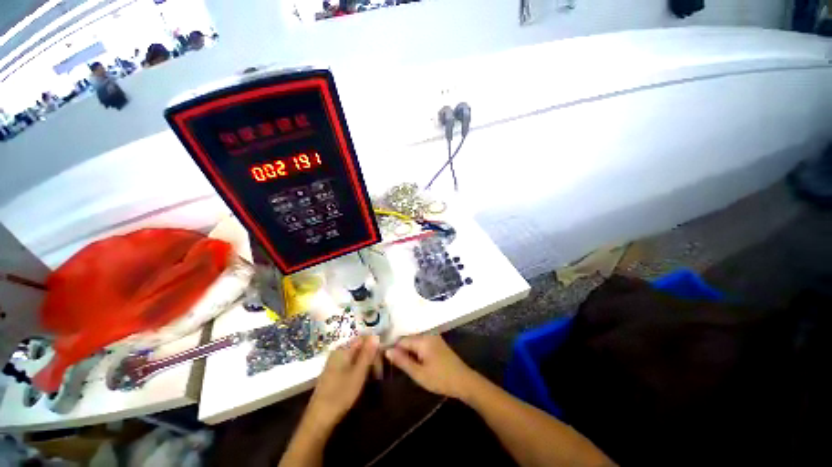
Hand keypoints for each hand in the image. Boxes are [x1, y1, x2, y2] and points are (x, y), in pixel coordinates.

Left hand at [306, 335, 379, 427]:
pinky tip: (362, 381)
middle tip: (379, 374)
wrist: (318, 419)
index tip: (383, 360)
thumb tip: (376, 335)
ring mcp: (334, 362)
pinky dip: (359, 370)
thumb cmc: (341, 395)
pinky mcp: (333, 372)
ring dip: (367, 365)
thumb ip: (368, 353)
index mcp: (343, 349)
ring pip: (356, 357)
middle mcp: (338, 352)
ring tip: (373, 379)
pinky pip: (350, 364)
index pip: (364, 339)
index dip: (375, 346)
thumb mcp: (358, 373)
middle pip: (360, 347)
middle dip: (372, 357)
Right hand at [385, 334, 474, 399]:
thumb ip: (402, 361)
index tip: (385, 360)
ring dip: (408, 352)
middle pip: (408, 339)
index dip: (393, 349)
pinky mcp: (437, 343)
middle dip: (400, 350)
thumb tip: (387, 351)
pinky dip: (416, 352)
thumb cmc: (440, 378)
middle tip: (393, 365)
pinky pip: (422, 344)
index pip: (402, 340)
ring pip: (415, 342)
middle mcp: (428, 334)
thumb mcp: (419, 373)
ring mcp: (434, 338)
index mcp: (423, 339)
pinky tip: (414, 362)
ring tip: (402, 365)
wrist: (464, 381)